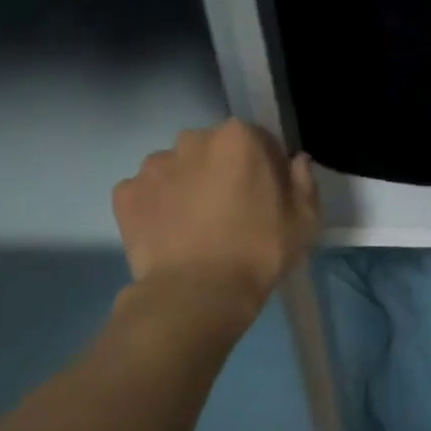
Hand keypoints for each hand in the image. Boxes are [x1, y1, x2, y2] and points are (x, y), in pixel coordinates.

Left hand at [111, 120, 319, 320]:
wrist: (198, 292)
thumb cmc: (260, 251)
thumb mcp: (305, 221)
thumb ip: (304, 182)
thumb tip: (296, 162)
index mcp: (238, 138)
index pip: (259, 140)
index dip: (267, 167)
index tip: (269, 195)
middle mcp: (192, 140)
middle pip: (214, 149)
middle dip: (224, 171)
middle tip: (234, 211)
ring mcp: (153, 166)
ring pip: (178, 169)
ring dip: (189, 186)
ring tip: (198, 225)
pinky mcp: (125, 194)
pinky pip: (148, 193)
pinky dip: (158, 207)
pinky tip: (172, 234)